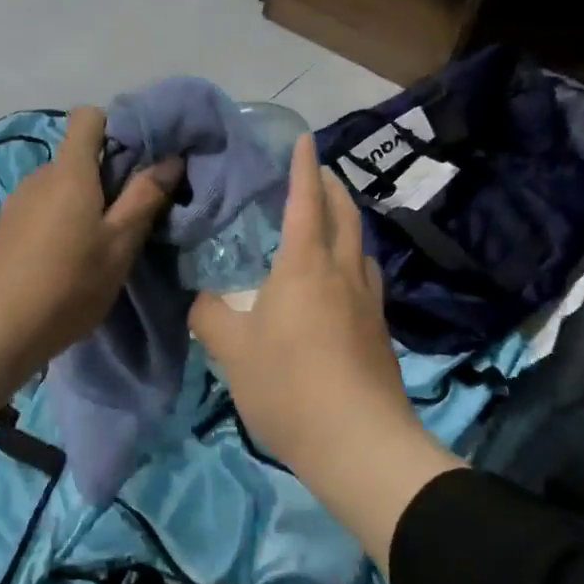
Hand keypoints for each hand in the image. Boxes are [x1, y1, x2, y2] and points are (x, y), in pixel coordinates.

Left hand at [0, 106, 179, 406]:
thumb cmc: (67, 285)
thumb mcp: (119, 246)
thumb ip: (145, 198)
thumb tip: (170, 158)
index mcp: (69, 171)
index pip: (88, 117)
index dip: (115, 128)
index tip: (137, 161)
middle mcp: (39, 176)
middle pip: (78, 157)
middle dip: (105, 177)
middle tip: (127, 218)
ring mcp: (16, 201)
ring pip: (60, 186)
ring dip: (82, 203)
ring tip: (96, 246)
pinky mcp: (3, 228)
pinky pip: (41, 208)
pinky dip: (59, 222)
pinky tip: (63, 261)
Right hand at [189, 134, 460, 569]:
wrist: (360, 443)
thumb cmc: (289, 385)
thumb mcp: (232, 350)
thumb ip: (210, 316)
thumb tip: (202, 301)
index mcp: (305, 264)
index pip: (306, 201)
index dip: (303, 167)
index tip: (303, 139)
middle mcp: (343, 271)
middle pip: (345, 214)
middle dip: (332, 187)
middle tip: (317, 174)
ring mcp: (368, 301)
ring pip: (361, 245)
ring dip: (347, 221)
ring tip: (329, 221)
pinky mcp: (380, 330)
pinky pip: (366, 276)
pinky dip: (352, 258)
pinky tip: (340, 279)